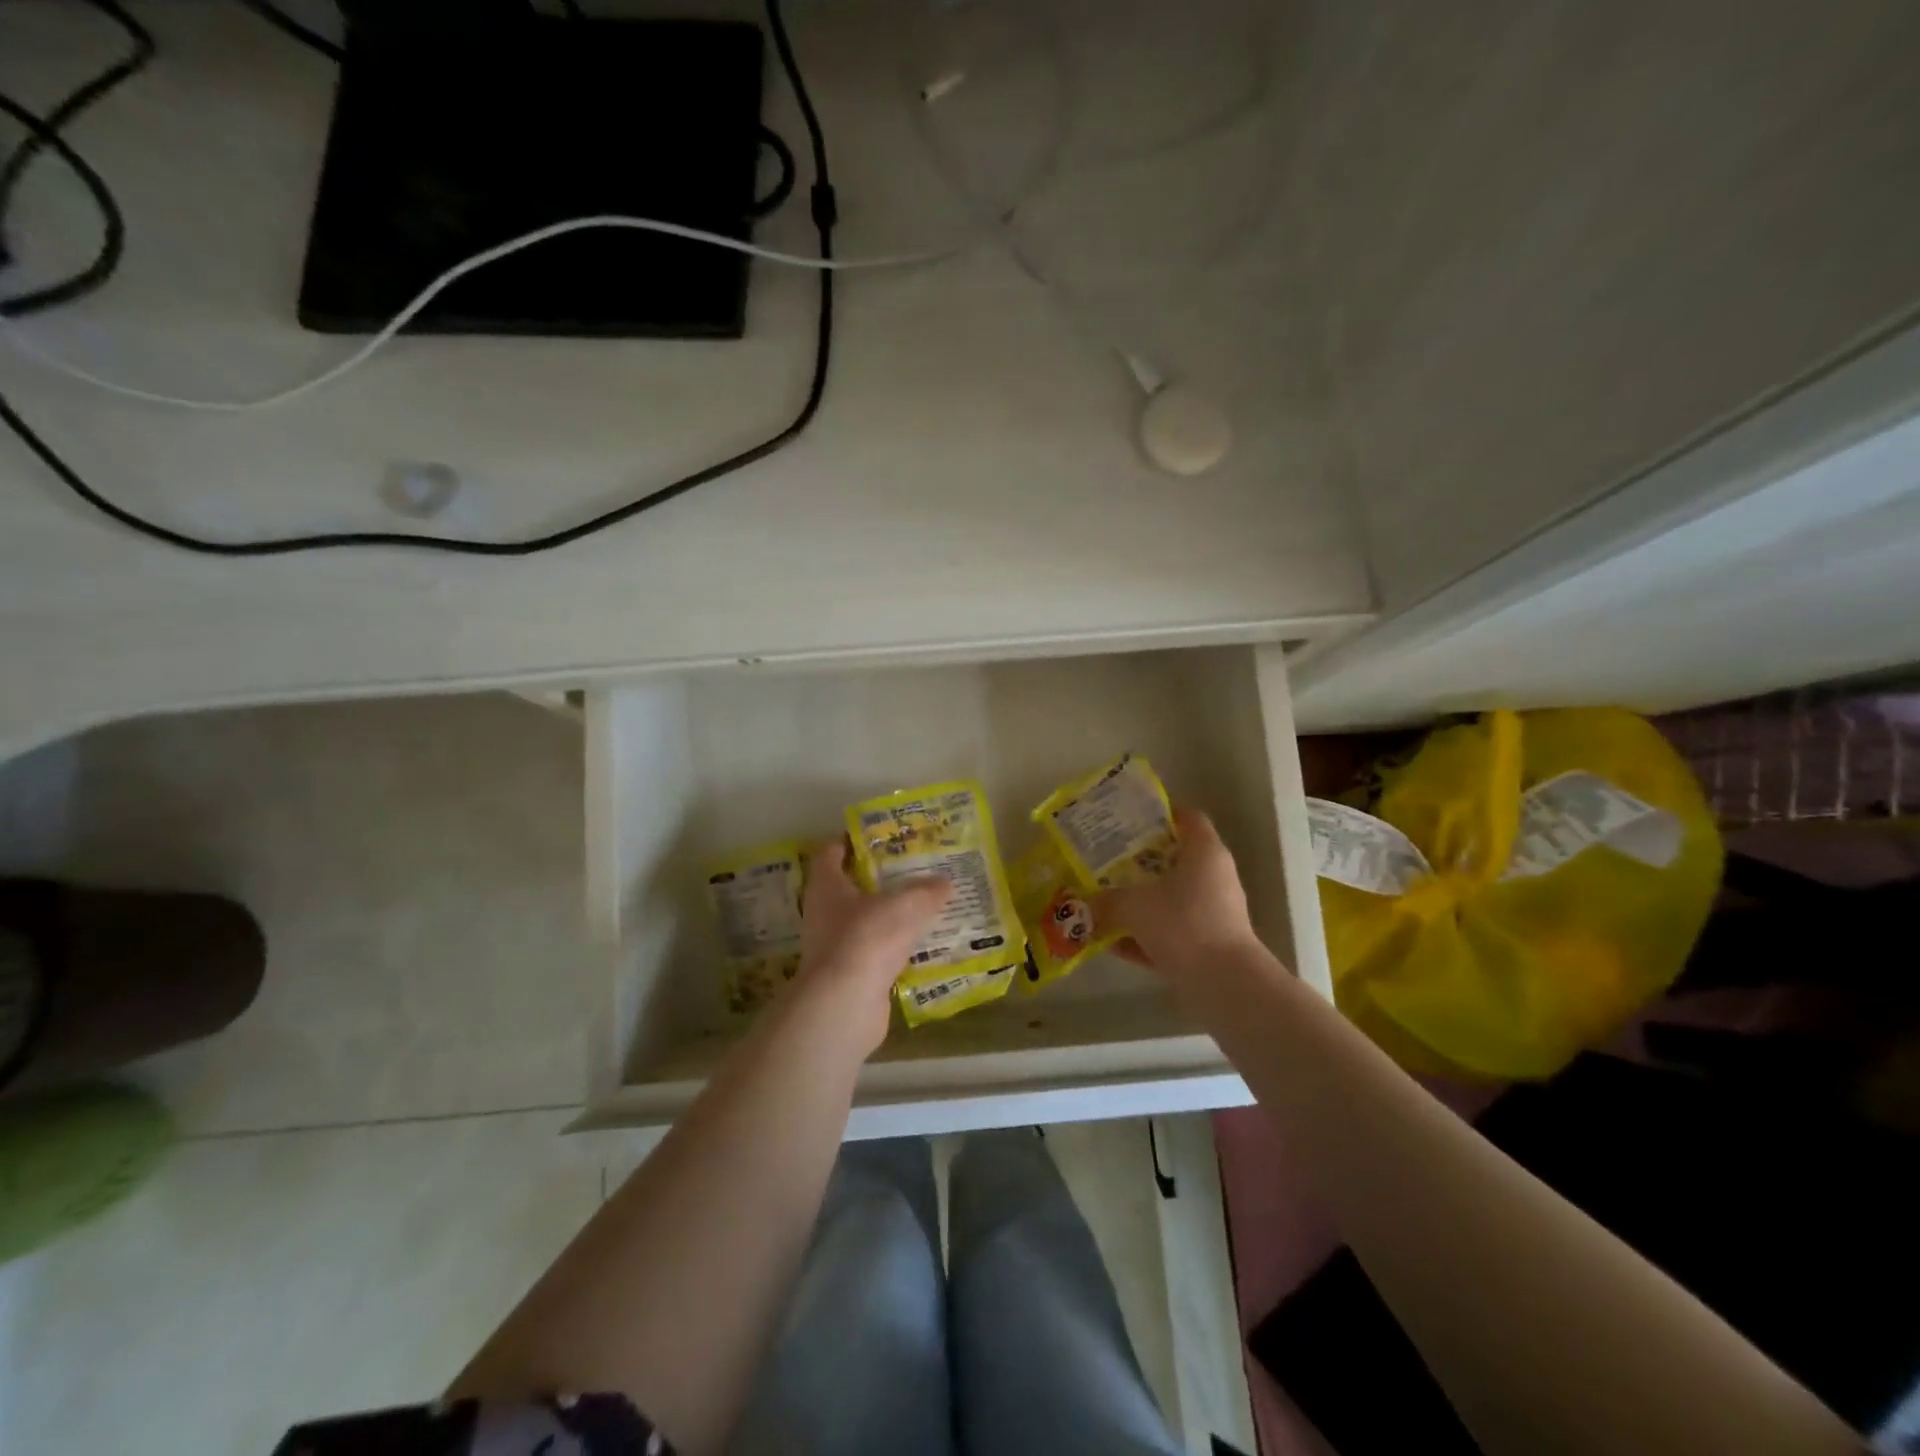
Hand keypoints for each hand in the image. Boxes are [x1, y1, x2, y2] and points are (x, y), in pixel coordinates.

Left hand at [793, 839, 951, 1055]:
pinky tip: (922, 944)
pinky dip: (895, 947)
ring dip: (889, 914)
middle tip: (913, 868)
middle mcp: (824, 913)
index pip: (831, 852)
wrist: (844, 1005)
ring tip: (924, 904)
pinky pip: (876, 952)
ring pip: (865, 921)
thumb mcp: (904, 905)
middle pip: (850, 887)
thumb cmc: (866, 938)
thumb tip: (945, 882)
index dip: (852, 839)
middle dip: (879, 878)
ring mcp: (835, 946)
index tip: (880, 834)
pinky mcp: (850, 975)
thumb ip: (926, 891)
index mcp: (827, 885)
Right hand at [1092, 808, 1260, 978]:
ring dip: (1140, 902)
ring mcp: (1213, 912)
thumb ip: (1107, 900)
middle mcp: (1214, 877)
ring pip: (1170, 898)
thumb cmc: (1183, 924)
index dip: (1160, 815)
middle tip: (1106, 861)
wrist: (1224, 984)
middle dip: (1139, 862)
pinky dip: (1145, 935)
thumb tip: (1087, 903)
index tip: (1128, 821)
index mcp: (1204, 853)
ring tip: (1104, 903)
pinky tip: (1113, 944)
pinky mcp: (1208, 945)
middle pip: (1174, 859)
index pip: (1187, 818)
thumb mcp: (1134, 906)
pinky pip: (1171, 932)